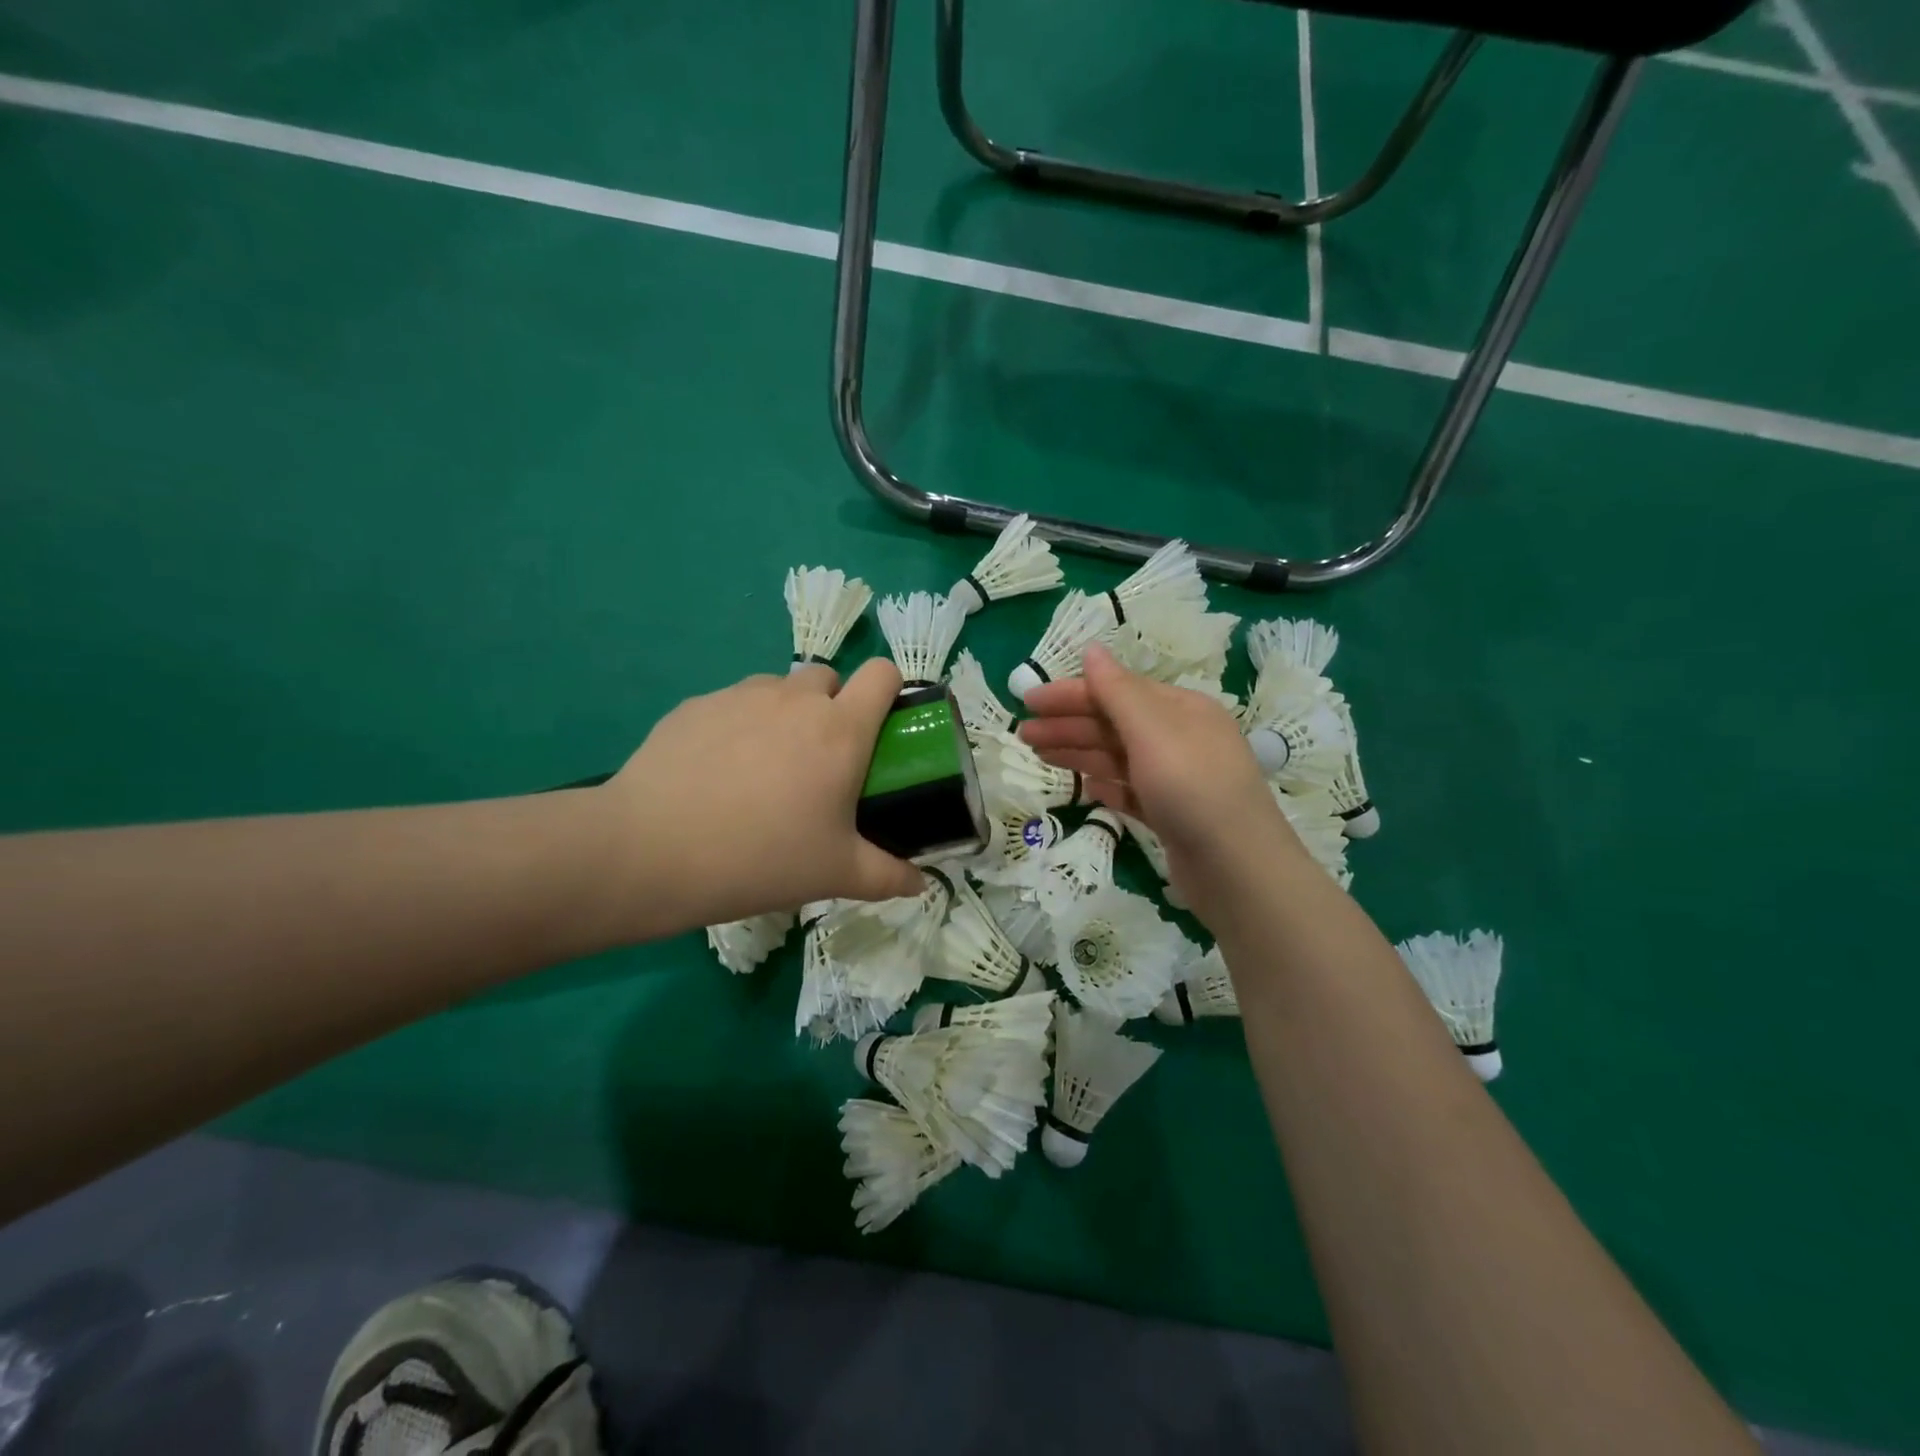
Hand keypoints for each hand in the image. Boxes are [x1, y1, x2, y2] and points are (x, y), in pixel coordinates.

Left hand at [601, 660, 924, 932]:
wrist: (652, 852)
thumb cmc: (762, 858)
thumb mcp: (835, 874)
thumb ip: (887, 876)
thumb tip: (920, 884)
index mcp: (841, 729)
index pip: (883, 673)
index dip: (890, 690)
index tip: (881, 726)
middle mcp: (795, 698)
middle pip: (829, 676)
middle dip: (832, 706)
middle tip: (818, 761)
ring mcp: (741, 695)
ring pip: (778, 688)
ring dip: (784, 714)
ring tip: (763, 769)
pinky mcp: (696, 705)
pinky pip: (733, 703)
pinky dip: (738, 725)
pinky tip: (716, 774)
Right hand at [1017, 644, 1301, 919]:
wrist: (1237, 869)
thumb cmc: (1192, 788)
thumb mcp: (1152, 731)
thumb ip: (1118, 692)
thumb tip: (1092, 649)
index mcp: (1181, 709)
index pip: (1116, 691)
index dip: (1070, 694)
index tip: (1027, 702)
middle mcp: (1180, 738)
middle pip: (1114, 724)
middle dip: (1068, 725)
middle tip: (1023, 734)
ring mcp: (1177, 779)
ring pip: (1118, 757)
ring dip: (1078, 752)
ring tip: (1038, 755)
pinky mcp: (1172, 815)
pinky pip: (1131, 791)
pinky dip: (1106, 785)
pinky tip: (1084, 788)